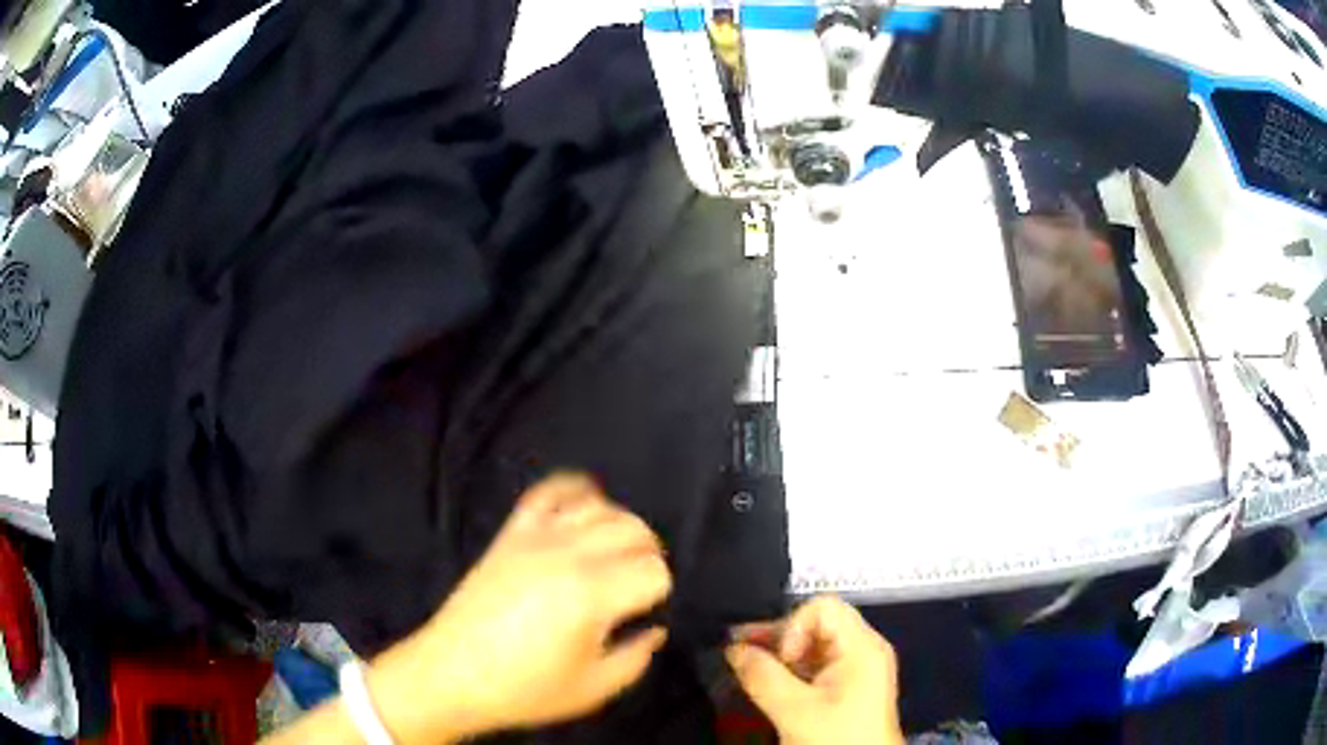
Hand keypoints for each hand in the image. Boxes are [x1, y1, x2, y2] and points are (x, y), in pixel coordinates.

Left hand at [367, 474, 671, 742]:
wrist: (452, 673)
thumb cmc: (523, 688)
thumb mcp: (593, 689)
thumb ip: (636, 658)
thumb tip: (654, 630)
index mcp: (591, 595)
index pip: (654, 570)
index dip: (660, 592)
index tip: (647, 612)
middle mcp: (568, 554)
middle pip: (633, 529)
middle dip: (649, 555)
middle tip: (640, 587)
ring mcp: (536, 537)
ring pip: (600, 507)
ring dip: (621, 526)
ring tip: (617, 555)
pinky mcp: (512, 533)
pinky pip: (548, 492)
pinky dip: (574, 491)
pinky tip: (585, 506)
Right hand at [727, 596, 904, 744]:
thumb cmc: (836, 739)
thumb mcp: (795, 710)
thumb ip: (762, 677)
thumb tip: (734, 649)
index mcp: (862, 647)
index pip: (822, 608)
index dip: (792, 627)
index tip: (780, 661)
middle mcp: (864, 651)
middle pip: (817, 624)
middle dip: (778, 639)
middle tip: (741, 656)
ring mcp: (858, 670)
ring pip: (813, 646)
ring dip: (780, 657)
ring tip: (748, 671)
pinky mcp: (849, 688)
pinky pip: (816, 666)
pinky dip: (790, 672)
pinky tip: (767, 686)